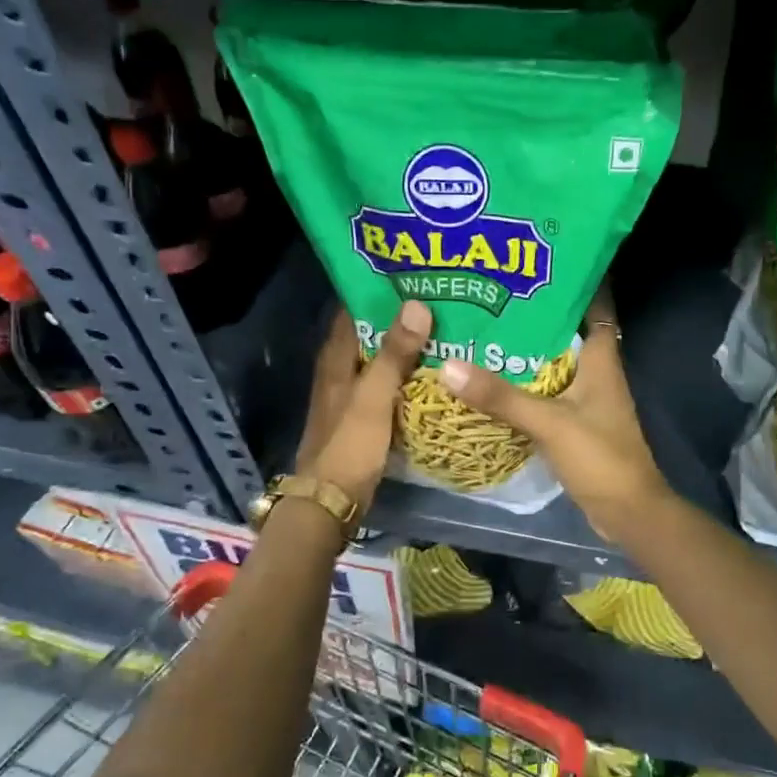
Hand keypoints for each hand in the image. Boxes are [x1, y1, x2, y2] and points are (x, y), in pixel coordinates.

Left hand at [295, 300, 431, 512]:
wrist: (330, 501)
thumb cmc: (349, 445)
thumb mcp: (374, 397)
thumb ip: (394, 354)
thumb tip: (417, 303)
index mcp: (336, 358)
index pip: (354, 309)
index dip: (379, 291)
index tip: (416, 275)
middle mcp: (340, 370)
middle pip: (370, 332)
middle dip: (400, 317)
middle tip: (442, 300)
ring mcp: (351, 394)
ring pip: (381, 358)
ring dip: (406, 345)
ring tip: (445, 329)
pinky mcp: (363, 416)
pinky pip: (388, 384)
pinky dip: (407, 374)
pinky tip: (434, 372)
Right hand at [437, 292, 671, 540]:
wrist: (626, 511)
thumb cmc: (599, 457)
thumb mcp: (548, 422)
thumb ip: (501, 396)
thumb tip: (448, 366)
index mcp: (603, 359)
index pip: (595, 304)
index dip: (574, 280)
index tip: (539, 259)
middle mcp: (597, 371)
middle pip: (567, 330)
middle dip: (536, 312)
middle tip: (493, 292)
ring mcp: (587, 397)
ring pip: (555, 361)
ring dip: (527, 348)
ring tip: (484, 326)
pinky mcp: (575, 421)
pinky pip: (547, 390)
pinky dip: (524, 381)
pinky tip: (493, 377)